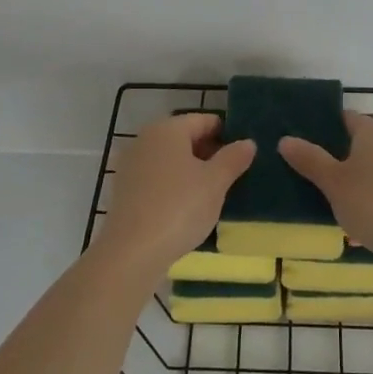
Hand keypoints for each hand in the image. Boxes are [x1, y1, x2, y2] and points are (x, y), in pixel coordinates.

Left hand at [92, 113, 255, 282]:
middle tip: (233, 175)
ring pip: (170, 159)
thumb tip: (247, 142)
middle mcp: (145, 139)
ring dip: (192, 170)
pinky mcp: (124, 190)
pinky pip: (157, 178)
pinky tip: (187, 207)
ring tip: (214, 193)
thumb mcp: (215, 182)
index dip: (226, 134)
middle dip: (209, 153)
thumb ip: (233, 158)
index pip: (204, 120)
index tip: (244, 154)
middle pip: (185, 138)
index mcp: (167, 129)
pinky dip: (174, 185)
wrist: (132, 252)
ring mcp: (131, 164)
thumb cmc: (179, 208)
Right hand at [279, 113, 372, 263]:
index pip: (346, 118)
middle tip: (321, 176)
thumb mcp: (333, 183)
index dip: (326, 128)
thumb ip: (310, 160)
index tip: (307, 145)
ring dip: (363, 179)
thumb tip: (286, 139)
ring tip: (341, 202)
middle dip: (344, 157)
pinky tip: (368, 221)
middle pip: (364, 142)